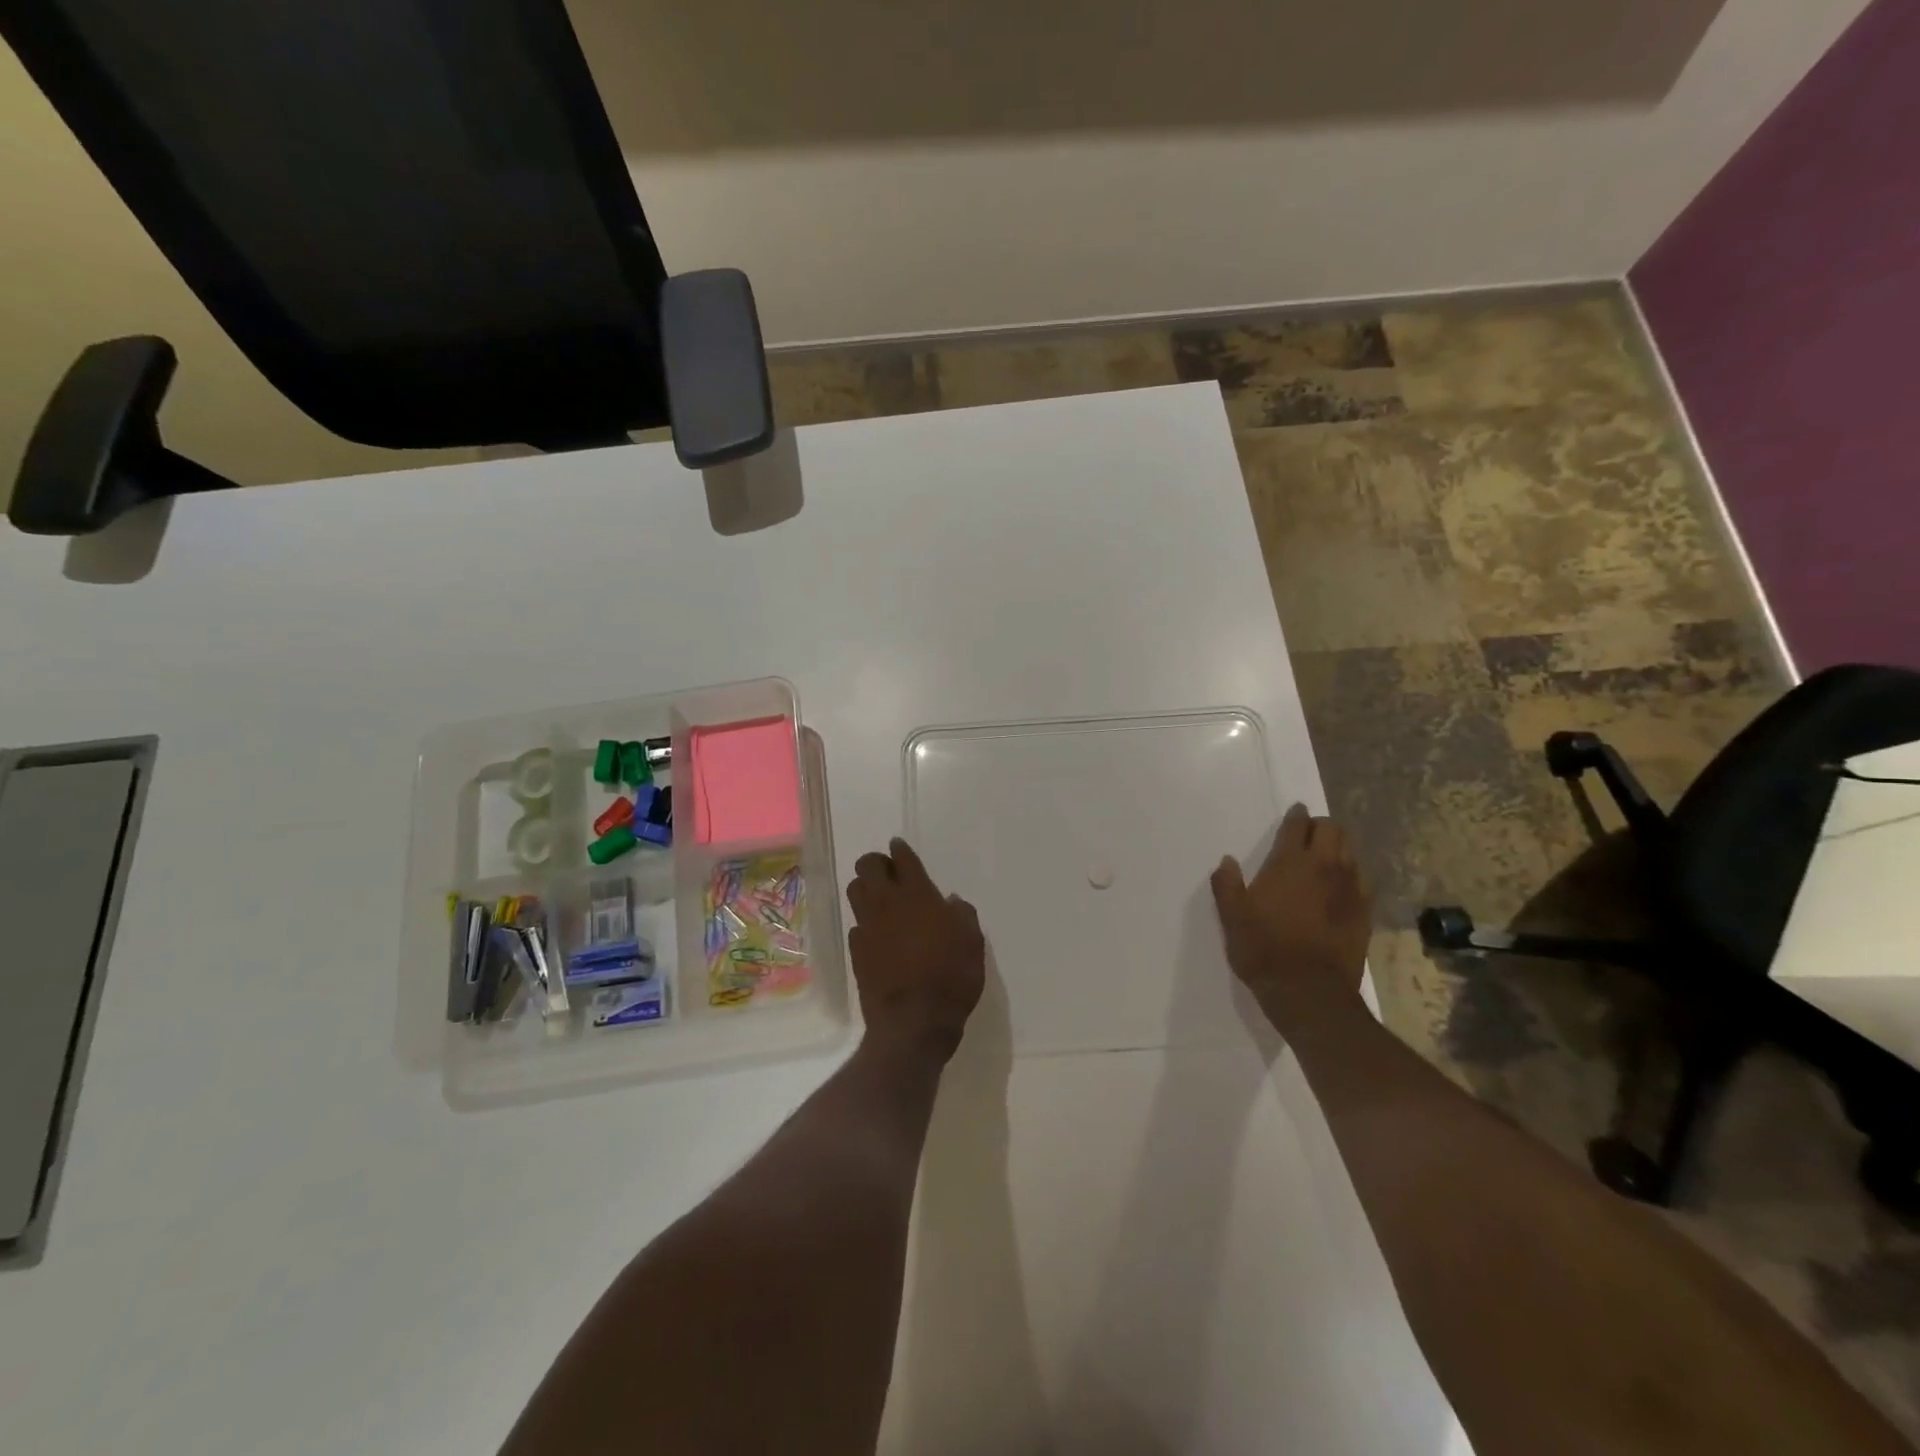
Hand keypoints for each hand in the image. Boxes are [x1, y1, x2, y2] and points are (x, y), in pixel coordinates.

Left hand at [847, 838, 984, 1056]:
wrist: (914, 1022)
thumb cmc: (951, 977)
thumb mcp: (972, 942)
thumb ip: (962, 915)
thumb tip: (950, 902)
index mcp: (917, 894)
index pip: (902, 859)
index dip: (900, 850)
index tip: (899, 847)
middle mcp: (886, 903)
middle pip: (867, 866)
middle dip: (876, 863)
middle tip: (889, 872)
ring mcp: (867, 926)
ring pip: (855, 891)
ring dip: (865, 887)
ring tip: (880, 897)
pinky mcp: (856, 951)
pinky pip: (856, 925)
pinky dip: (866, 922)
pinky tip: (877, 933)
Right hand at [1211, 804, 1371, 1028]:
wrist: (1309, 991)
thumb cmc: (1263, 949)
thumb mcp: (1232, 917)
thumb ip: (1227, 885)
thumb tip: (1227, 862)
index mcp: (1290, 863)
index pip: (1298, 826)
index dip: (1296, 816)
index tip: (1294, 814)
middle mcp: (1324, 868)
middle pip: (1333, 830)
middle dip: (1321, 826)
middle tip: (1308, 834)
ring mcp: (1349, 890)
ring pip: (1352, 852)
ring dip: (1339, 847)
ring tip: (1326, 856)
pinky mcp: (1365, 912)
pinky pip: (1362, 881)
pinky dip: (1352, 875)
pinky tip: (1341, 887)